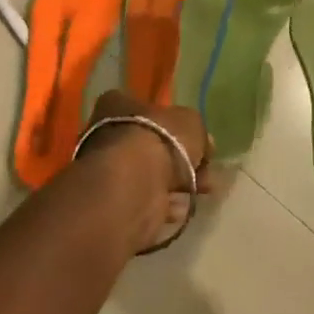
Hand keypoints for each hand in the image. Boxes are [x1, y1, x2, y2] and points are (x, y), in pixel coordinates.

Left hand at [76, 90, 208, 252]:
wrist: (136, 182)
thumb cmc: (160, 138)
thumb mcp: (190, 122)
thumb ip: (197, 131)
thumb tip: (203, 144)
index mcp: (118, 105)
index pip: (148, 111)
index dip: (175, 126)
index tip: (198, 142)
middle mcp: (107, 134)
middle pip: (152, 145)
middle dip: (181, 161)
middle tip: (206, 173)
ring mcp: (110, 169)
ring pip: (152, 175)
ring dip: (177, 185)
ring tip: (201, 192)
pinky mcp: (116, 200)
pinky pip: (148, 199)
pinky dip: (165, 204)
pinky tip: (181, 208)